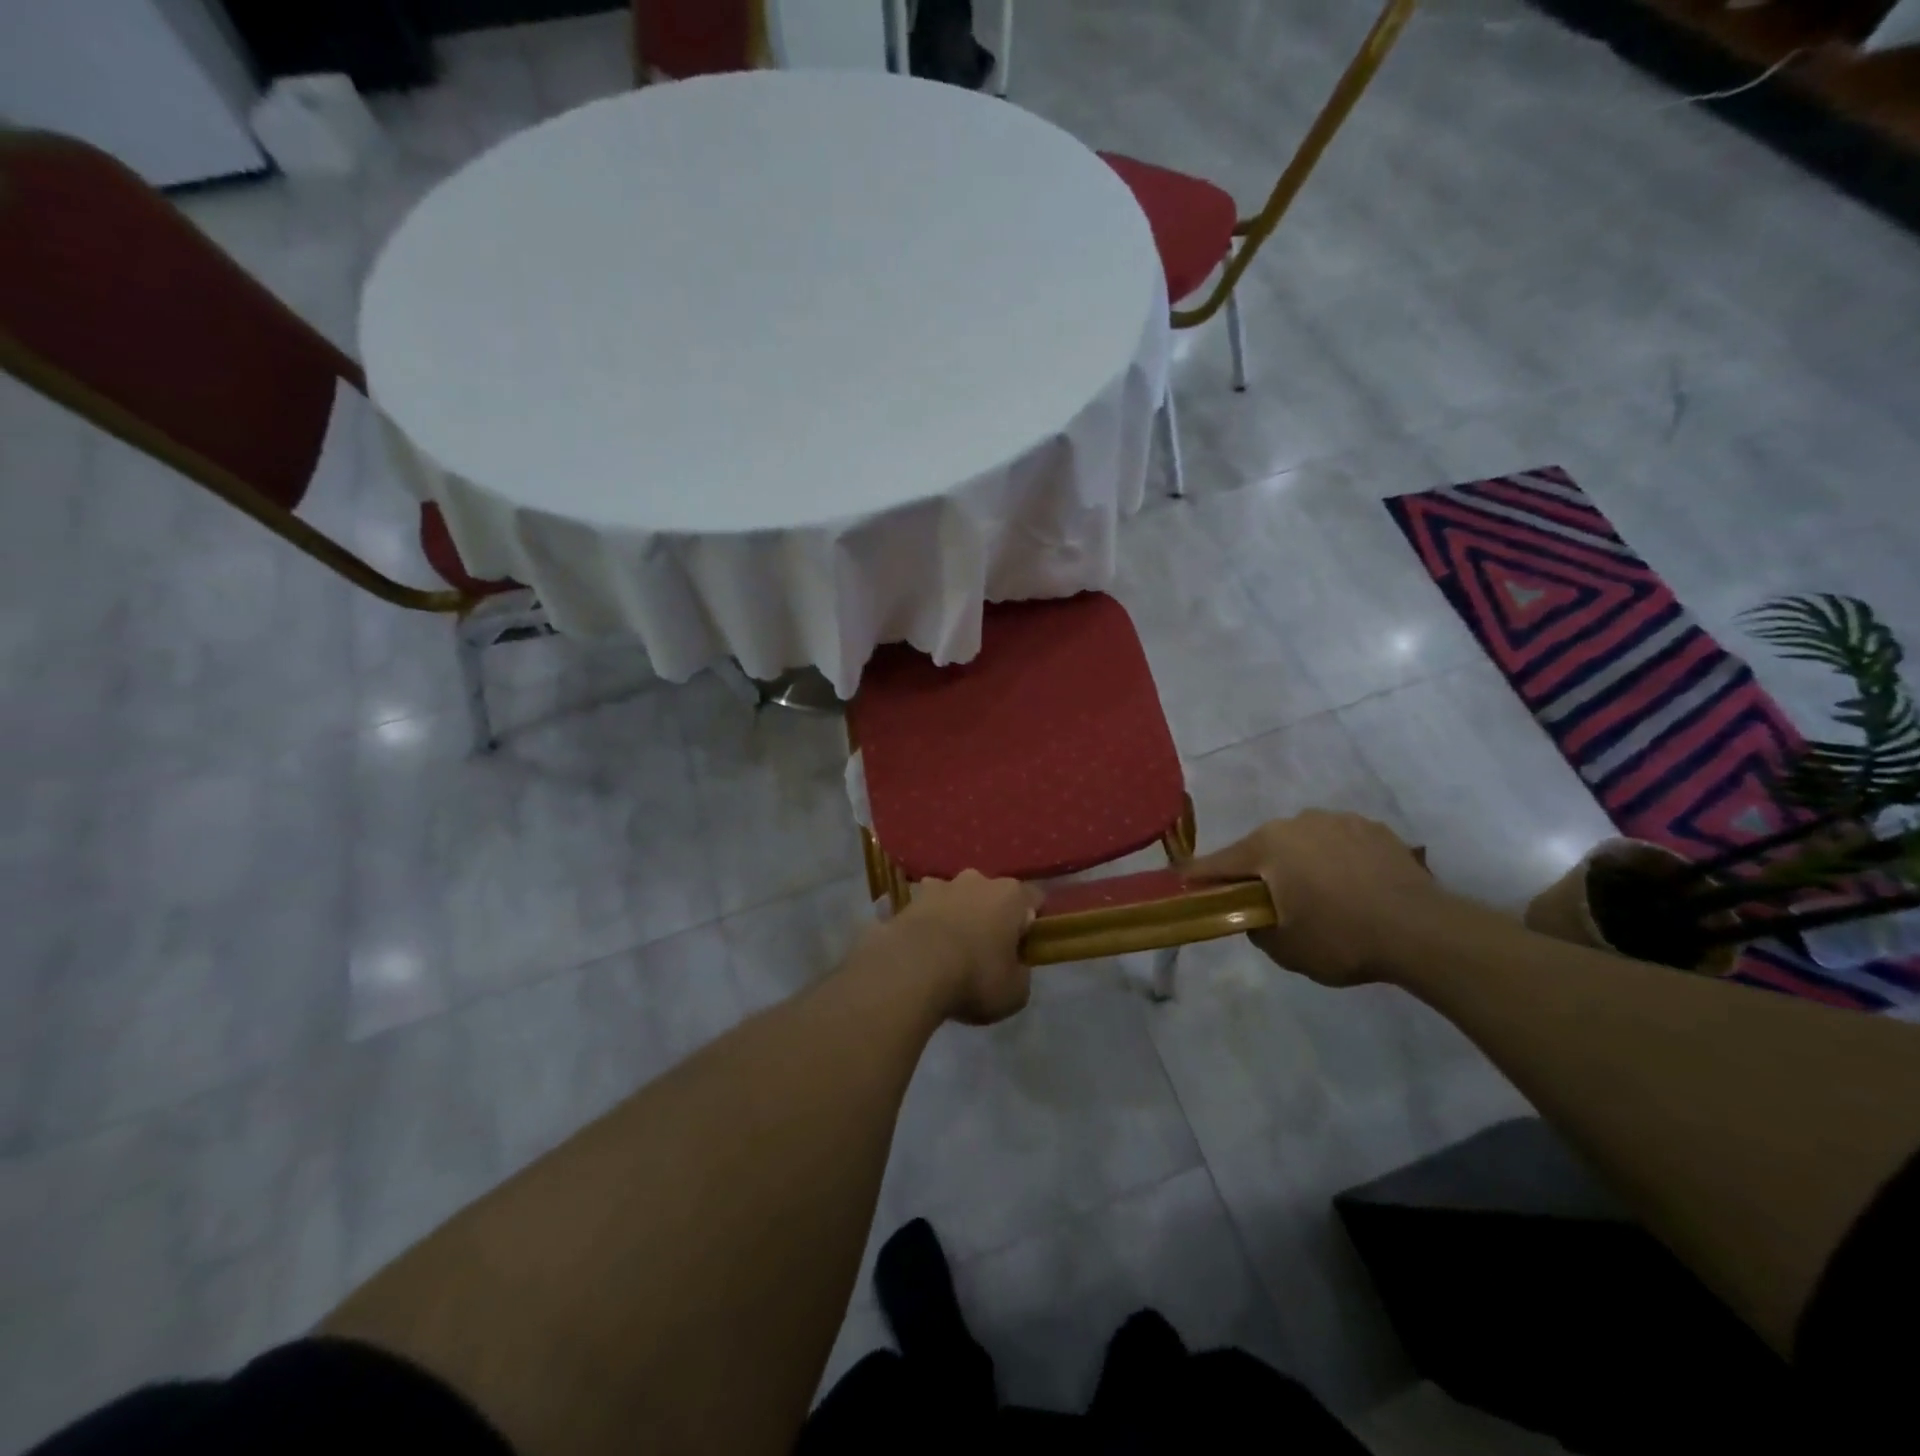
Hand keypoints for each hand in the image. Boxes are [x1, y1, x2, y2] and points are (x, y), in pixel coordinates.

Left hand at [885, 871, 1042, 1024]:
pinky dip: (929, 923)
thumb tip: (1014, 967)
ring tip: (951, 949)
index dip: (1032, 924)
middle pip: (993, 894)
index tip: (1024, 947)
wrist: (911, 970)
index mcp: (1011, 896)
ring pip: (958, 897)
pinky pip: (927, 909)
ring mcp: (941, 885)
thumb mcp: (1015, 993)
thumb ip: (1021, 974)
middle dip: (992, 916)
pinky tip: (924, 948)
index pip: (1034, 900)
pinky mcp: (910, 899)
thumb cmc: (975, 977)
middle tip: (988, 950)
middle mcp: (978, 880)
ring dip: (958, 915)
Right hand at [1184, 811, 1442, 985]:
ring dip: (1300, 863)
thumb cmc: (1342, 938)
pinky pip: (1338, 843)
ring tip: (1321, 897)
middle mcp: (1296, 822)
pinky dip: (1336, 861)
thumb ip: (1255, 927)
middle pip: (1262, 849)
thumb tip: (1255, 915)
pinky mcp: (1373, 828)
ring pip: (1302, 843)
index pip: (1218, 863)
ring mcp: (1337, 820)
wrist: (1423, 931)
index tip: (1182, 881)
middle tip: (1269, 903)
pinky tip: (1354, 888)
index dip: (1198, 877)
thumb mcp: (1285, 948)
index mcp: (1266, 846)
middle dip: (1259, 872)